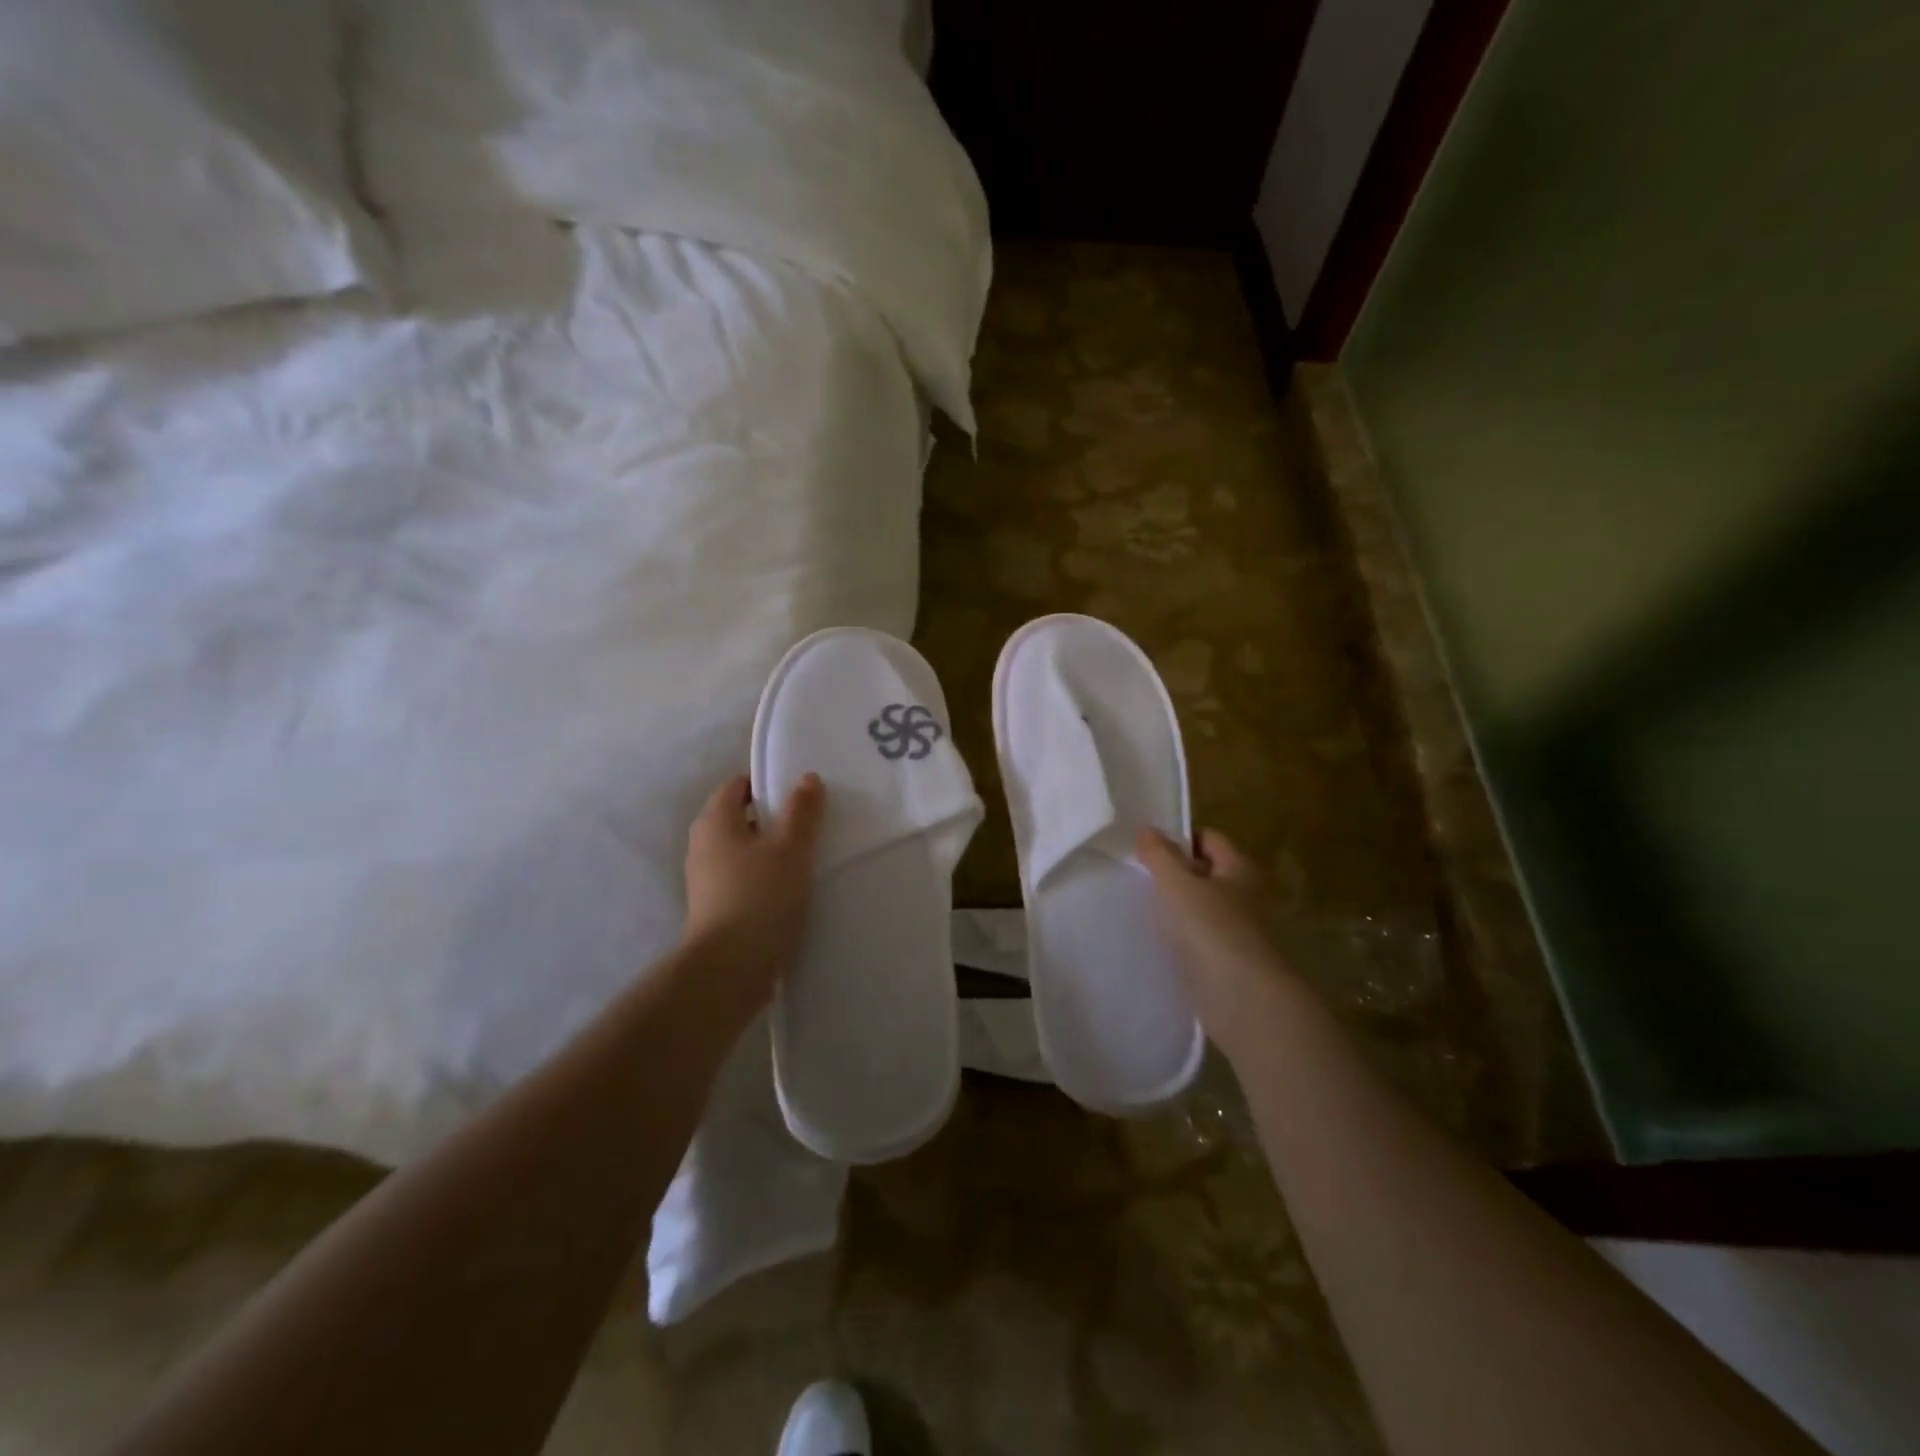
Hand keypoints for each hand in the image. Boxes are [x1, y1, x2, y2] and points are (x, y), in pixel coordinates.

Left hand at [682, 773, 824, 1004]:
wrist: (730, 968)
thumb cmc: (760, 896)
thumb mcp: (791, 848)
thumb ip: (801, 811)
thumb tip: (806, 778)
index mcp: (715, 821)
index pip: (737, 785)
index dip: (768, 784)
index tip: (800, 794)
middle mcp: (703, 844)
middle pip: (740, 817)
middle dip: (773, 818)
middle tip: (810, 824)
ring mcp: (705, 879)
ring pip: (742, 850)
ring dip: (770, 850)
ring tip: (806, 857)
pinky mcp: (715, 907)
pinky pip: (742, 877)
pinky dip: (764, 876)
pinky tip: (790, 889)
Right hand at [1136, 827, 1296, 1057]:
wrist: (1243, 1000)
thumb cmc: (1212, 930)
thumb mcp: (1178, 885)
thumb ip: (1160, 856)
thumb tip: (1147, 829)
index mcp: (1239, 869)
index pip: (1209, 839)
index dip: (1180, 839)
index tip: (1147, 848)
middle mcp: (1245, 896)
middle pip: (1206, 873)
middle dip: (1176, 873)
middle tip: (1139, 876)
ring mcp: (1239, 931)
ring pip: (1202, 908)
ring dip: (1177, 908)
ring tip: (1142, 908)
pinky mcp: (1229, 962)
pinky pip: (1200, 939)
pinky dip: (1182, 937)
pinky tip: (1158, 941)